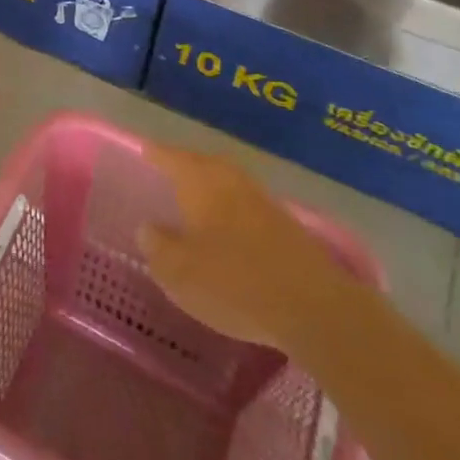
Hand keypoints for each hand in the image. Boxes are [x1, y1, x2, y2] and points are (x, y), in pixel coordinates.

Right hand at [137, 142, 350, 352]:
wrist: (316, 309)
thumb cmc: (233, 283)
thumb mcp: (178, 272)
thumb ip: (157, 246)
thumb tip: (148, 228)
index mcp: (201, 183)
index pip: (171, 158)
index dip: (156, 154)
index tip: (144, 150)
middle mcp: (232, 183)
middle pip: (206, 164)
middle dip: (188, 165)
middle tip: (171, 169)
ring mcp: (265, 203)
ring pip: (232, 184)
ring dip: (215, 187)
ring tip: (199, 198)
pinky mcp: (291, 229)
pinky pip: (251, 207)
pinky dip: (236, 211)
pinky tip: (232, 230)